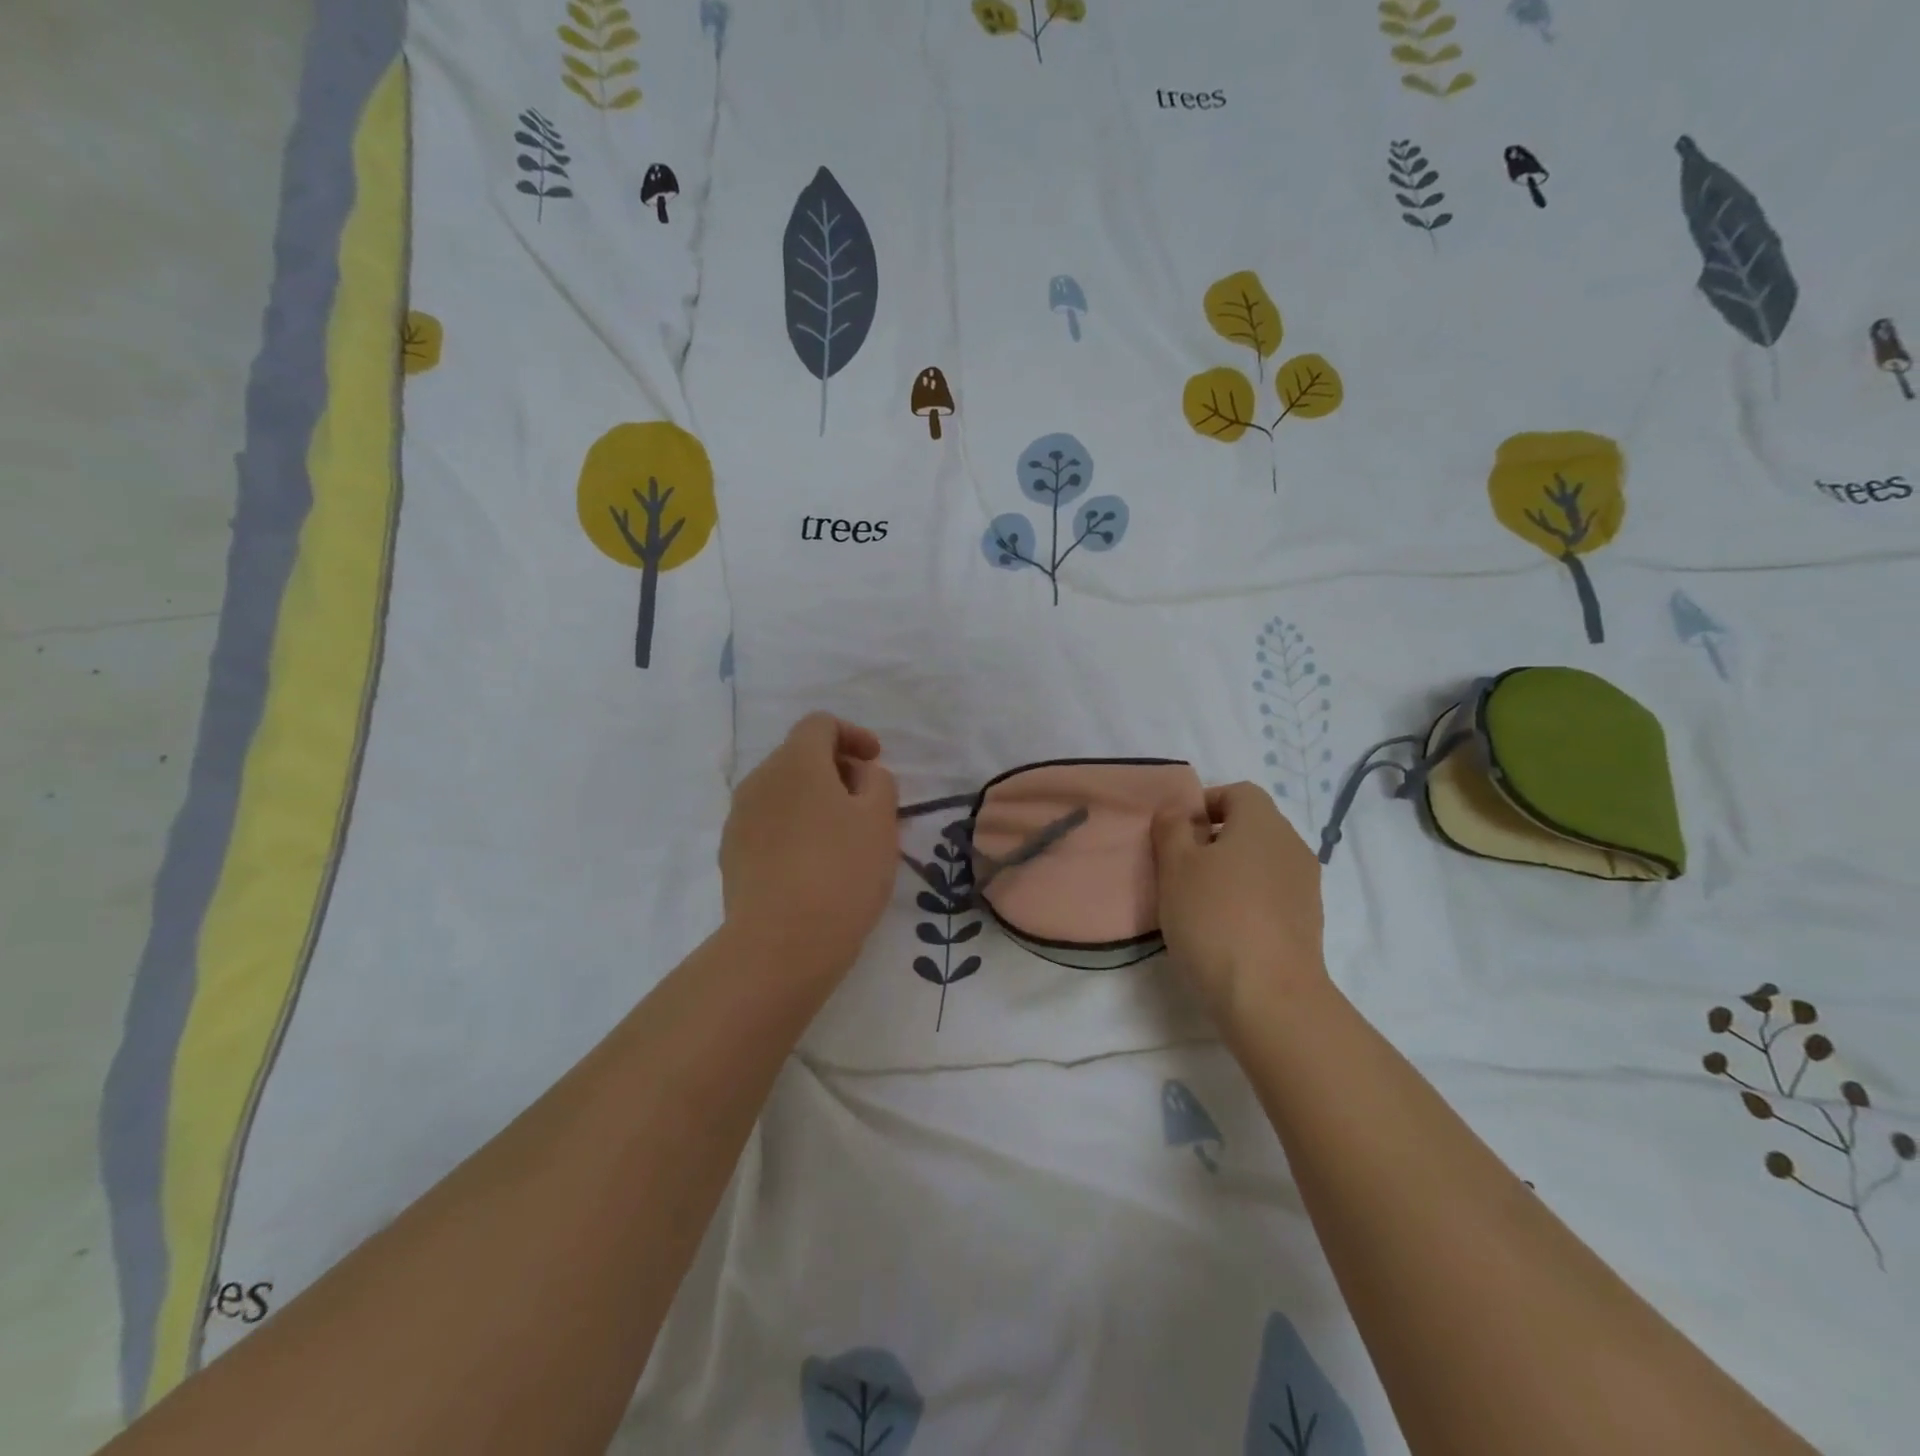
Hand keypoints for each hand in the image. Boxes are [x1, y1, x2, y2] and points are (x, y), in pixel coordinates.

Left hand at [719, 712, 899, 981]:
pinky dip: (795, 829)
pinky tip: (815, 866)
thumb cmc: (840, 871)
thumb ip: (877, 782)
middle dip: (837, 771)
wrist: (779, 944)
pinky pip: (769, 825)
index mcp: (795, 762)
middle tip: (868, 804)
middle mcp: (759, 781)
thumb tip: (859, 775)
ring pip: (783, 793)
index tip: (876, 761)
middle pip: (800, 757)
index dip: (853, 734)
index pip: (820, 724)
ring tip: (845, 839)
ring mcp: (739, 819)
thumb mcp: (880, 820)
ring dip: (815, 802)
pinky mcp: (731, 855)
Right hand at [1152, 782, 1328, 1023]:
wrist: (1269, 996)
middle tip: (1179, 868)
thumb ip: (1171, 827)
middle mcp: (1292, 845)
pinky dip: (1247, 900)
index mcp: (1263, 822)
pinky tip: (1223, 929)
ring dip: (1230, 872)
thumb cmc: (1214, 917)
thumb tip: (1178, 811)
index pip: (1237, 792)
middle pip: (1250, 827)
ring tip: (1197, 902)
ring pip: (1260, 862)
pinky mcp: (1308, 922)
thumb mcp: (1175, 865)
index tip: (1176, 833)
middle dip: (1213, 840)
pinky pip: (1271, 894)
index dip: (1204, 804)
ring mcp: (1305, 886)